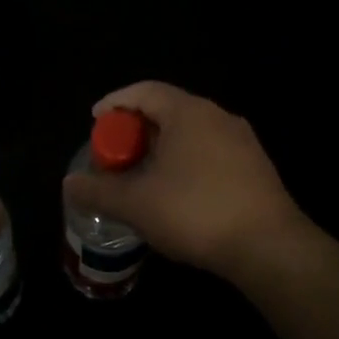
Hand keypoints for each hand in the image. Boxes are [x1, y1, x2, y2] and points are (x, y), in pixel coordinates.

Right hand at [62, 81, 311, 280]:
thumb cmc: (195, 213)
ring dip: (162, 148)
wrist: (269, 247)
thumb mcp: (136, 204)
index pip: (144, 91)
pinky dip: (186, 162)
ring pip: (191, 133)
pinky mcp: (256, 167)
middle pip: (168, 110)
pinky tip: (177, 193)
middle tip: (115, 154)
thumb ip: (98, 190)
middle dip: (136, 130)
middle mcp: (218, 116)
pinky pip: (210, 152)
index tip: (95, 121)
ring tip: (142, 175)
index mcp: (188, 113)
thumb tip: (69, 184)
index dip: (115, 103)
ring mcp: (242, 141)